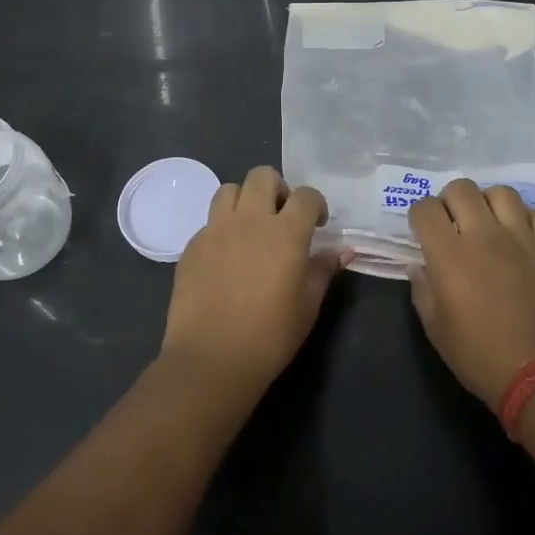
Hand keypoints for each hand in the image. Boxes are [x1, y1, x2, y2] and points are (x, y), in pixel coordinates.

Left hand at [161, 166, 343, 400]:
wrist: (211, 359)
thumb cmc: (270, 335)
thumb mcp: (308, 305)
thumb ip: (323, 270)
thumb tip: (343, 250)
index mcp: (285, 232)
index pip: (306, 195)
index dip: (315, 204)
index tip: (317, 224)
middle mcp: (249, 220)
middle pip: (262, 176)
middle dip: (277, 189)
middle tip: (281, 218)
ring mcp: (215, 230)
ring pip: (228, 190)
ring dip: (244, 201)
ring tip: (250, 229)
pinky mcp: (191, 246)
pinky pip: (209, 222)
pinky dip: (221, 229)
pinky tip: (226, 258)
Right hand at [409, 179, 534, 406]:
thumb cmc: (479, 355)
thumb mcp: (435, 329)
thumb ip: (423, 290)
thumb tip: (419, 267)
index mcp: (448, 254)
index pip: (425, 209)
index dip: (419, 215)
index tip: (422, 231)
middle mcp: (484, 235)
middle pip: (461, 189)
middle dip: (450, 200)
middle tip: (452, 222)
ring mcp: (521, 238)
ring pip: (501, 193)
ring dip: (488, 203)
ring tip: (488, 223)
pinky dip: (526, 219)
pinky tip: (521, 236)